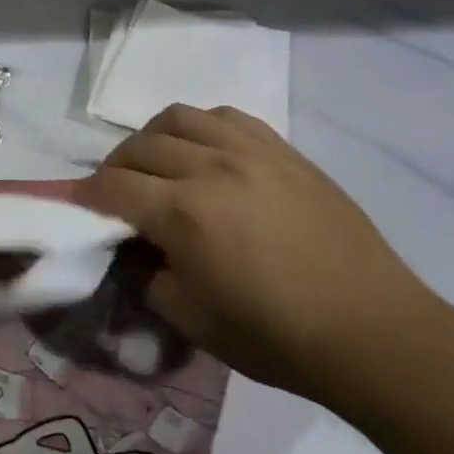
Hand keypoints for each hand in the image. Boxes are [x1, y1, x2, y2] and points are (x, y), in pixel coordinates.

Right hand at [79, 104, 435, 399]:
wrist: (373, 332)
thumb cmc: (277, 337)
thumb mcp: (192, 321)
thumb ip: (146, 277)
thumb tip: (129, 247)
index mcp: (183, 212)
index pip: (113, 186)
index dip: (87, 195)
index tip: (79, 206)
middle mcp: (210, 167)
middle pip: (140, 146)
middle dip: (116, 167)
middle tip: (117, 193)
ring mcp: (250, 151)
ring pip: (180, 117)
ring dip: (154, 137)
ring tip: (158, 162)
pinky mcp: (283, 150)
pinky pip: (227, 116)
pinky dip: (202, 127)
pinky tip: (206, 150)